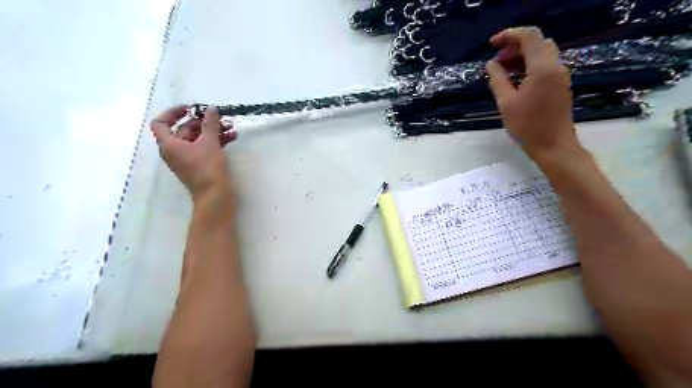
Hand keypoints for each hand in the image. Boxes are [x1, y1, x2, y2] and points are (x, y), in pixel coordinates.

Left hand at [150, 104, 237, 201]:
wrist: (215, 196)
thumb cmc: (208, 168)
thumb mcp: (210, 143)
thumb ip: (210, 123)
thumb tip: (210, 108)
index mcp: (169, 145)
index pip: (161, 123)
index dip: (174, 112)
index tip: (192, 108)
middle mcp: (175, 151)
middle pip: (184, 129)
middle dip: (203, 122)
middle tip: (219, 117)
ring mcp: (188, 159)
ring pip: (198, 139)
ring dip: (213, 131)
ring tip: (231, 127)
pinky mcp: (200, 165)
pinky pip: (205, 148)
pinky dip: (216, 141)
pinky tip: (231, 137)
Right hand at [486, 27, 578, 158]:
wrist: (553, 145)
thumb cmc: (527, 126)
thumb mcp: (506, 103)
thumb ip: (498, 80)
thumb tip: (491, 64)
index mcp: (542, 68)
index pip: (529, 37)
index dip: (509, 35)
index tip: (491, 44)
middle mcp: (555, 66)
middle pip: (537, 42)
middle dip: (515, 46)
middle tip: (497, 61)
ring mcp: (560, 75)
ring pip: (542, 53)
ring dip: (522, 56)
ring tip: (503, 71)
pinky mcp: (560, 85)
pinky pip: (546, 65)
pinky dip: (530, 65)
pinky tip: (516, 80)